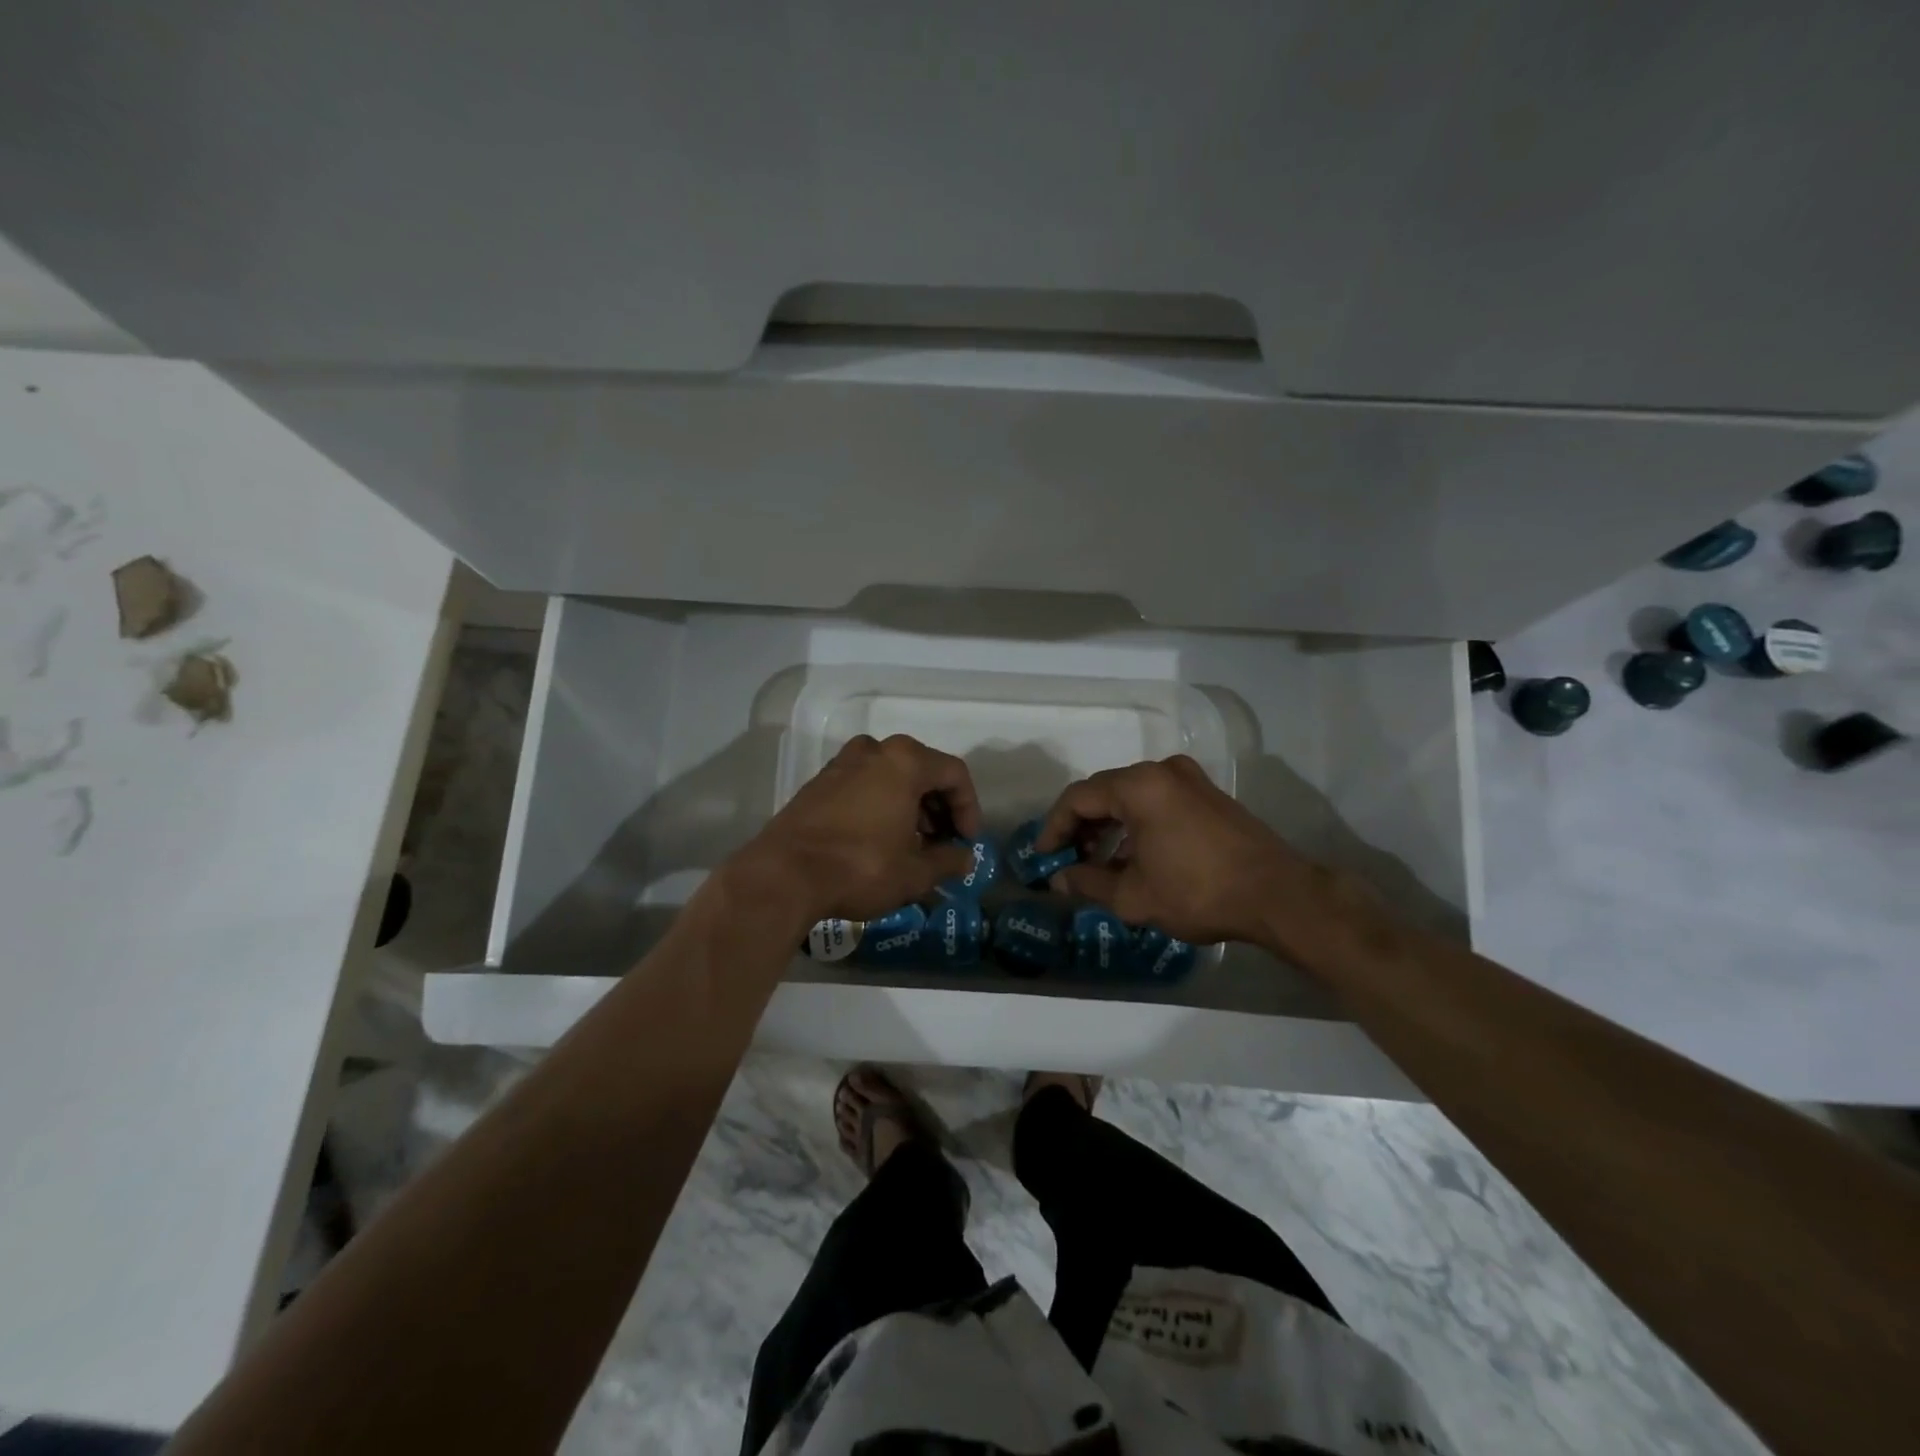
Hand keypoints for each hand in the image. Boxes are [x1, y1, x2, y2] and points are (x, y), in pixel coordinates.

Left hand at [740, 734, 979, 925]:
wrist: (784, 874)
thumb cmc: (861, 867)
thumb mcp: (914, 873)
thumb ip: (947, 861)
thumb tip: (964, 858)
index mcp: (904, 761)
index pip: (954, 774)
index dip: (969, 808)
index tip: (967, 841)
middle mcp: (874, 751)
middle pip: (922, 771)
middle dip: (939, 808)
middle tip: (942, 844)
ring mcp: (842, 764)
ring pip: (891, 777)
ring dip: (910, 807)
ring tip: (913, 846)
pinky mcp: (819, 783)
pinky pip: (864, 785)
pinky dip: (881, 805)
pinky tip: (880, 841)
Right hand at [1038, 756, 1357, 953]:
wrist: (1278, 895)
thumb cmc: (1197, 891)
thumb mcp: (1133, 896)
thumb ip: (1087, 883)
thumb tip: (1058, 880)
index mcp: (1138, 786)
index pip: (1078, 798)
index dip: (1054, 827)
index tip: (1044, 856)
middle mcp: (1162, 771)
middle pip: (1104, 792)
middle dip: (1081, 828)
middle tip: (1068, 861)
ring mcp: (1189, 780)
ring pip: (1131, 798)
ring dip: (1109, 828)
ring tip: (1099, 866)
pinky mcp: (1209, 795)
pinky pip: (1158, 802)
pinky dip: (1137, 825)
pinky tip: (1135, 859)